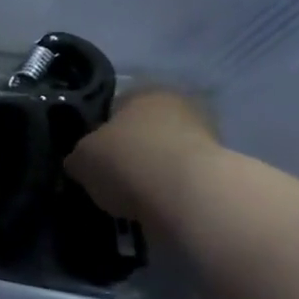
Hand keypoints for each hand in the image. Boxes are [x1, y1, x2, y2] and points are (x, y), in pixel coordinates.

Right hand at [65, 89, 218, 220]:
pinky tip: (152, 206)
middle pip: (142, 131)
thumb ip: (79, 157)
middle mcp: (178, 106)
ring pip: (163, 156)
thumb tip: (80, 163)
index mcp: (143, 91)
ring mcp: (206, 138)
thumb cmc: (128, 161)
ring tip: (129, 197)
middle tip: (108, 177)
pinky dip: (167, 191)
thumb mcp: (81, 158)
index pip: (113, 107)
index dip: (96, 132)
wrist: (190, 197)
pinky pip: (180, 180)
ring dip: (149, 173)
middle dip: (127, 152)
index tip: (89, 156)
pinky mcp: (220, 173)